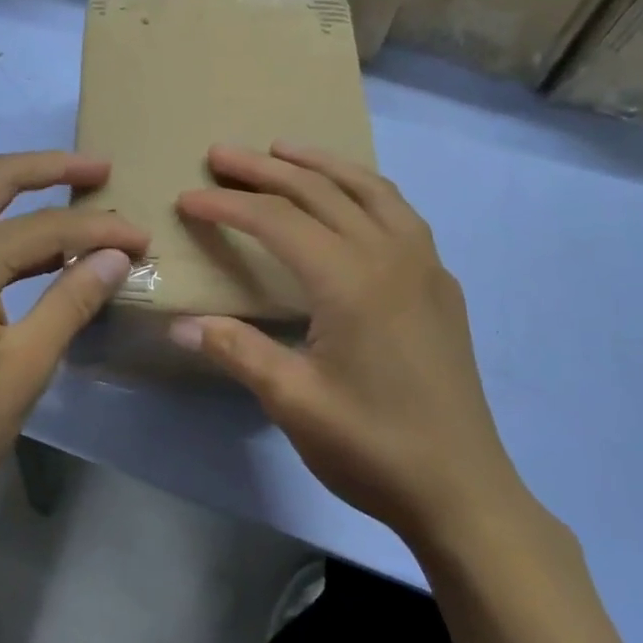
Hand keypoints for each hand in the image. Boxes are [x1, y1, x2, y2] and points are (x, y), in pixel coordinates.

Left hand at [0, 152, 148, 522]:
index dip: (98, 230)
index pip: (44, 226)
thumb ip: (72, 300)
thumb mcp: (26, 364)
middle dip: (51, 168)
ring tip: (76, 197)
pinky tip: (34, 247)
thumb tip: (116, 256)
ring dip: (22, 193)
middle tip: (101, 170)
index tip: (141, 238)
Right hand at [171, 143, 534, 552]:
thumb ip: (236, 352)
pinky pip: (398, 212)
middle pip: (321, 191)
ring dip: (321, 164)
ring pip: (369, 189)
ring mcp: (424, 266)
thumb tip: (179, 324)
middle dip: (265, 169)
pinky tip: (349, 200)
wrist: (464, 491)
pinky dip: (363, 188)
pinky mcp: (441, 285)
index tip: (187, 200)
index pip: (277, 220)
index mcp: (351, 281)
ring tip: (283, 150)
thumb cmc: (373, 446)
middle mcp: (391, 256)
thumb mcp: (293, 402)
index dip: (227, 206)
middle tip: (220, 154)